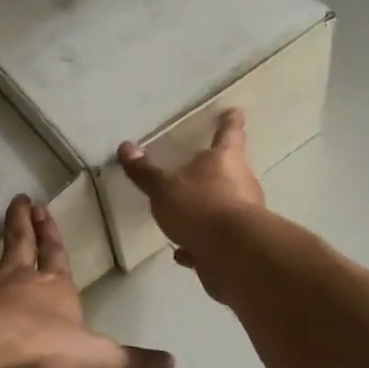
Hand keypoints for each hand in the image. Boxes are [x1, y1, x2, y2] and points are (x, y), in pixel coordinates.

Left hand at [0, 194, 174, 367]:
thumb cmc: (44, 354)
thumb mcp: (99, 361)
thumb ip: (133, 363)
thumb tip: (172, 362)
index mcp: (54, 287)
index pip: (56, 253)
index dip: (52, 232)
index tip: (43, 207)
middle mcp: (17, 280)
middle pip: (19, 243)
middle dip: (20, 221)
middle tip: (17, 197)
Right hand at [118, 108, 265, 299]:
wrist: (233, 255)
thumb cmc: (200, 207)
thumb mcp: (164, 188)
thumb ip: (145, 171)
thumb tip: (125, 147)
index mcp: (225, 160)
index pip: (229, 133)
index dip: (230, 122)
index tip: (235, 112)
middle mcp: (241, 183)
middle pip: (230, 170)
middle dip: (216, 170)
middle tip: (200, 168)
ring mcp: (243, 215)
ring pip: (224, 206)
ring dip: (206, 209)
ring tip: (183, 215)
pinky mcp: (238, 245)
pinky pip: (215, 240)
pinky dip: (199, 243)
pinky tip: (183, 252)